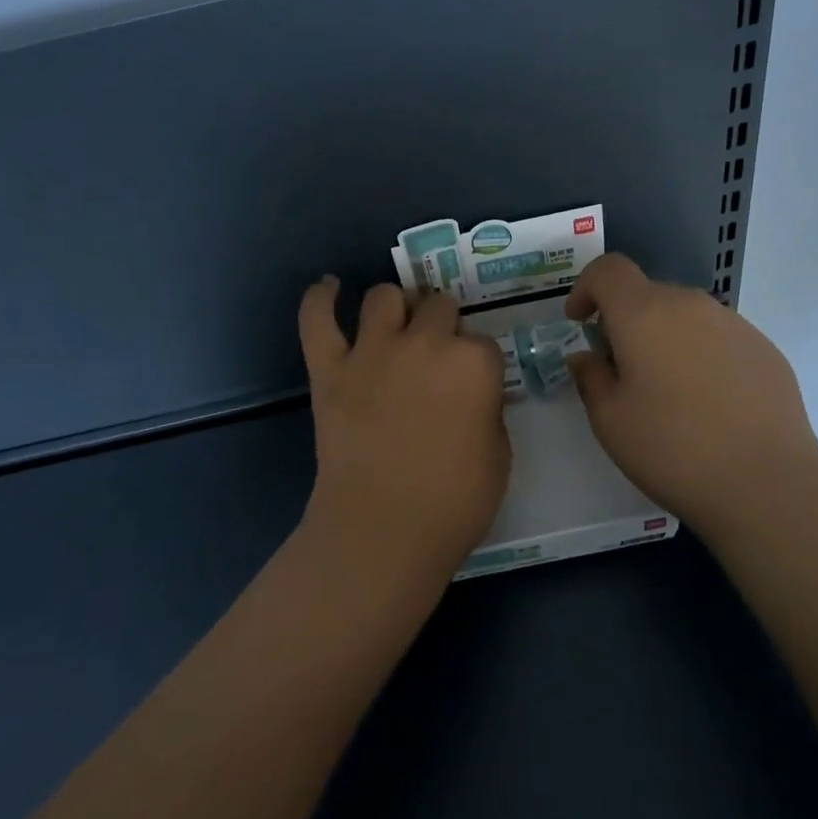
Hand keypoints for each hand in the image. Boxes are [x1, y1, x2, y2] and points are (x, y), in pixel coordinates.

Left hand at [297, 277, 512, 581]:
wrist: (383, 531)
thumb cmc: (454, 502)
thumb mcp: (499, 455)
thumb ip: (488, 410)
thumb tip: (473, 395)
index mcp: (474, 363)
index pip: (482, 341)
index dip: (477, 362)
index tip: (473, 385)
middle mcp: (425, 342)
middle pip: (437, 305)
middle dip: (441, 323)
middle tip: (437, 353)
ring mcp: (373, 352)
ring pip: (384, 296)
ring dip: (394, 306)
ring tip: (395, 324)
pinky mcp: (330, 369)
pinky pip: (318, 320)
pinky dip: (319, 299)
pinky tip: (328, 287)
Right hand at [565, 254, 817, 538]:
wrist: (767, 483)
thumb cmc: (673, 448)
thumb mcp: (610, 420)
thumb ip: (590, 377)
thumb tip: (588, 357)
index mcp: (644, 313)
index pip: (608, 270)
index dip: (586, 288)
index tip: (581, 323)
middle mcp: (690, 304)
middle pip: (647, 293)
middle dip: (625, 321)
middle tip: (622, 371)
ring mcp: (734, 324)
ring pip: (685, 316)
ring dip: (665, 338)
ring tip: (669, 393)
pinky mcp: (764, 349)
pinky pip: (718, 338)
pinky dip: (701, 355)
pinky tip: (710, 405)